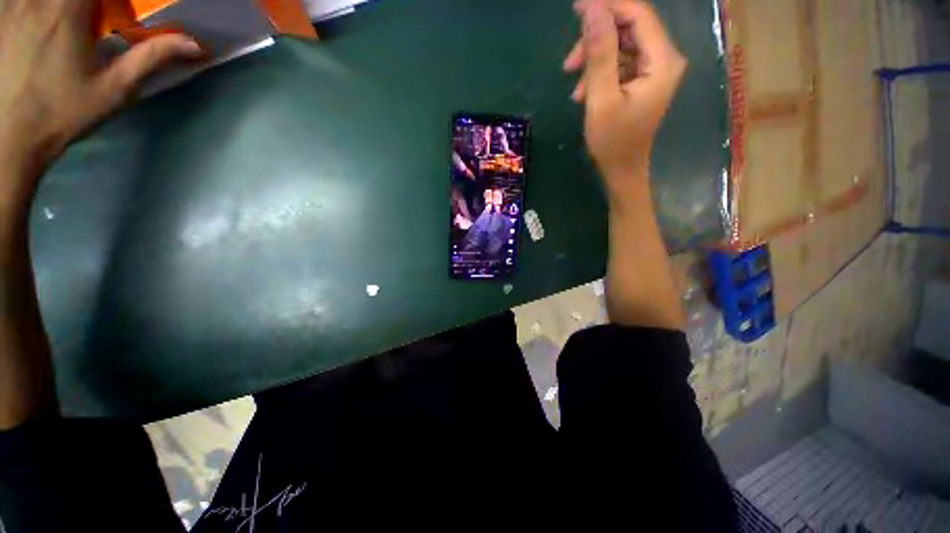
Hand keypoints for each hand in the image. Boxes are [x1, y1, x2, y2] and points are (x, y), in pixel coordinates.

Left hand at [0, 0, 200, 191]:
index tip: (120, 14)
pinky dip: (29, 8)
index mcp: (68, 9)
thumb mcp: (114, 88)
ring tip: (61, 32)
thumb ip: (151, 57)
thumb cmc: (63, 113)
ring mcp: (9, 6)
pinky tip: (34, 22)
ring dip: (61, 7)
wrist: (8, 138)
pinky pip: (14, 3)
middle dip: (89, 5)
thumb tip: (195, 44)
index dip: (116, 0)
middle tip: (94, 20)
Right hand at [563, 0, 685, 188]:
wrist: (622, 169)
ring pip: (621, 46)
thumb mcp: (601, 99)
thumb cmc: (612, 141)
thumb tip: (592, 10)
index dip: (607, 6)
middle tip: (569, 63)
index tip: (576, 8)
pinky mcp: (642, 80)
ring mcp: (653, 70)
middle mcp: (663, 58)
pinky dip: (600, 74)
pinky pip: (620, 63)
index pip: (638, 15)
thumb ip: (599, 54)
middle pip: (629, 28)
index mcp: (661, 60)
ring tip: (575, 88)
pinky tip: (584, 93)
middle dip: (596, 40)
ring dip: (594, 61)